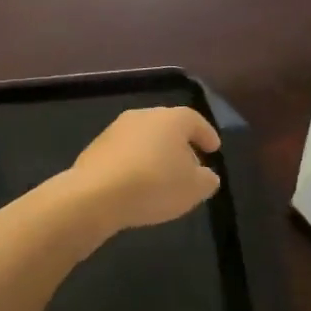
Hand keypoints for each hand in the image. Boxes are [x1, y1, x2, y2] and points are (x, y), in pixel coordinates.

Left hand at [64, 107, 221, 233]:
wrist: (96, 194)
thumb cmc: (155, 185)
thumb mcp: (194, 189)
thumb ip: (206, 180)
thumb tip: (206, 175)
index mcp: (171, 119)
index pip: (195, 120)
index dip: (206, 134)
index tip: (214, 148)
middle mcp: (143, 116)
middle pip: (168, 126)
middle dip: (180, 144)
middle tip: (190, 164)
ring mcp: (116, 129)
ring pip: (144, 138)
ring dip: (155, 153)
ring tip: (162, 176)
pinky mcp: (96, 147)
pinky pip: (125, 152)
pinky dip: (135, 163)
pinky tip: (136, 183)